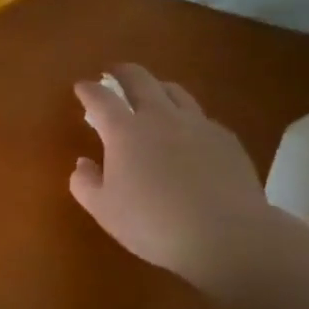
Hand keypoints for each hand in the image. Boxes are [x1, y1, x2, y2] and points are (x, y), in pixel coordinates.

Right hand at [70, 64, 275, 284]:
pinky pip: (201, 117)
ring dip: (157, 87)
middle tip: (113, 72)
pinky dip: (187, 117)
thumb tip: (83, 163)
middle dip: (122, 72)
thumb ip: (84, 183)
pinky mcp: (226, 139)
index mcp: (124, 131)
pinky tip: (189, 133)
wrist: (226, 236)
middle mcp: (159, 117)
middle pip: (139, 79)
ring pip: (174, 91)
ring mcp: (197, 125)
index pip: (100, 98)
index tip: (81, 87)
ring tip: (152, 94)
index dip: (88, 90)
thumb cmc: (153, 223)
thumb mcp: (104, 210)